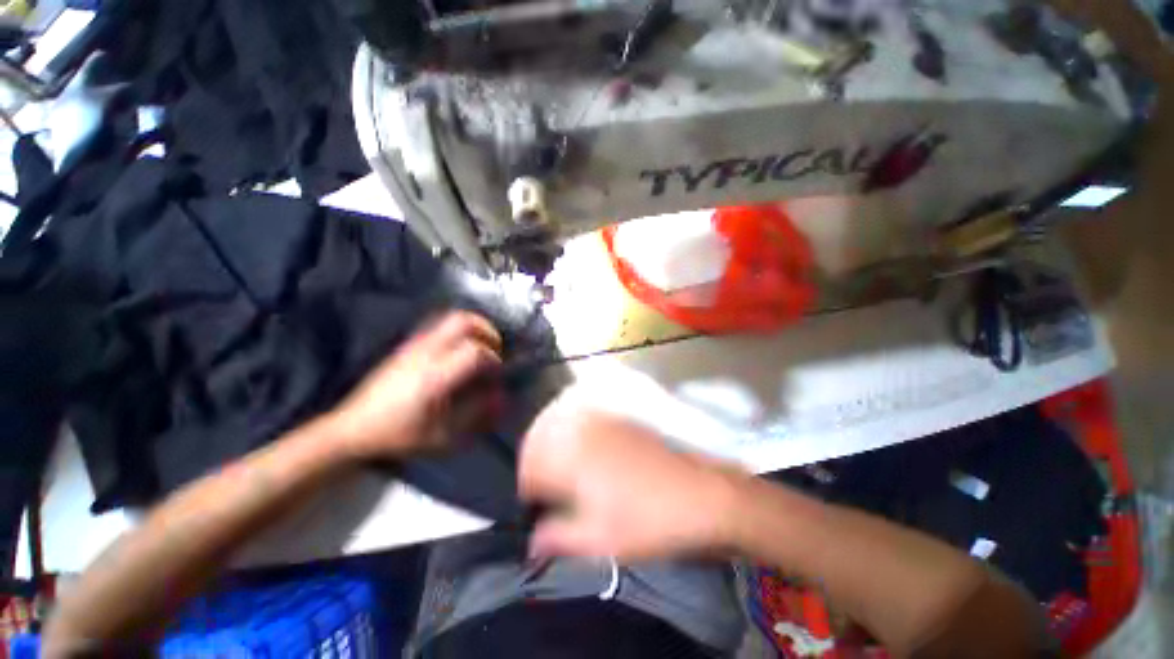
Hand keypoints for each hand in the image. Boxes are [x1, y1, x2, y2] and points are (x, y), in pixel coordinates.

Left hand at [329, 312, 502, 458]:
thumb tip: (501, 395)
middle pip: (463, 321)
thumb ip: (476, 413)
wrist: (353, 428)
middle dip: (486, 331)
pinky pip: (439, 325)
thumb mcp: (442, 435)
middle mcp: (425, 353)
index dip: (493, 360)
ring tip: (480, 346)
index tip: (496, 374)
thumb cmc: (399, 435)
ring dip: (473, 328)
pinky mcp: (407, 345)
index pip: (475, 351)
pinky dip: (458, 331)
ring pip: (450, 318)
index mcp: (435, 376)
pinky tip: (459, 350)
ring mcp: (414, 345)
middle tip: (494, 349)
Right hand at [518, 397, 746, 560]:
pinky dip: (569, 427)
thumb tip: (532, 542)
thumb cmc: (648, 521)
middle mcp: (581, 428)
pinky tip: (579, 445)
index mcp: (572, 456)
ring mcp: (601, 417)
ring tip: (559, 465)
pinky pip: (580, 412)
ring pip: (557, 419)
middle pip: (539, 436)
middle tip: (545, 487)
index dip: (529, 489)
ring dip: (549, 440)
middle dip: (535, 461)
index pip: (530, 465)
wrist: (699, 494)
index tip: (537, 507)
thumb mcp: (599, 541)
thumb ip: (557, 539)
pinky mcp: (616, 415)